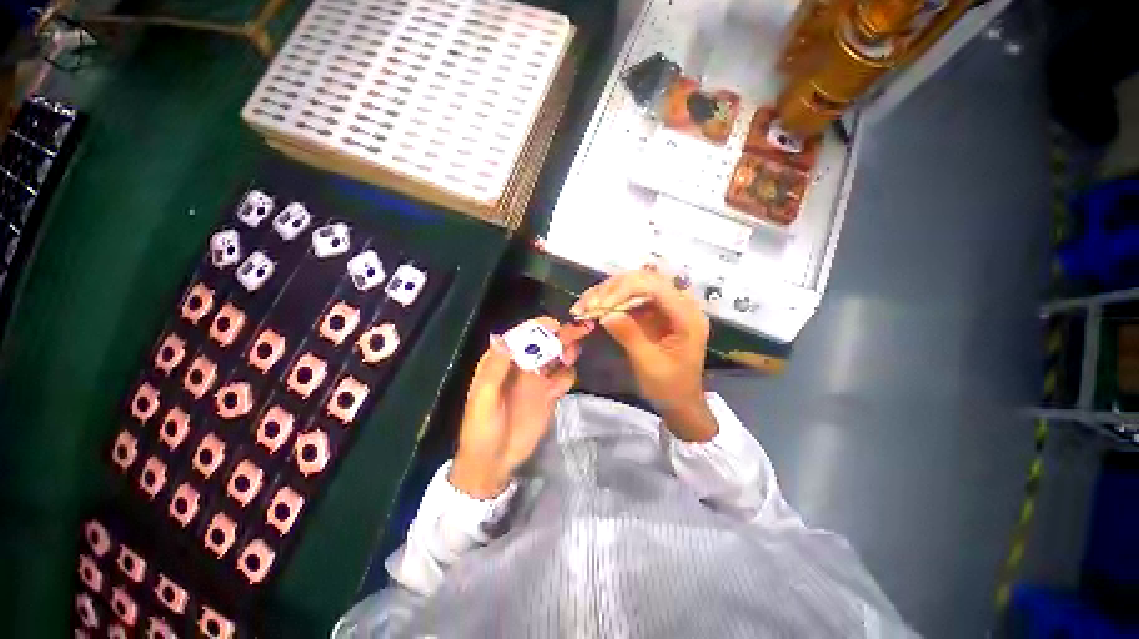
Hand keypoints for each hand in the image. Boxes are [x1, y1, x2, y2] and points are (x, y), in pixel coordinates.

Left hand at [449, 317, 588, 497]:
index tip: (555, 325)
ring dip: (567, 351)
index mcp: (502, 361)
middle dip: (561, 335)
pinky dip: (568, 375)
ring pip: (557, 357)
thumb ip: (494, 370)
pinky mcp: (549, 394)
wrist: (494, 462)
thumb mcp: (483, 399)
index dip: (538, 327)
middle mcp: (522, 365)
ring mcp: (537, 380)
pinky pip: (564, 378)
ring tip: (570, 355)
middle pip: (544, 343)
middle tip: (580, 330)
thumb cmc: (482, 429)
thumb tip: (502, 338)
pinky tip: (563, 383)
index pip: (521, 336)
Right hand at [571, 268, 717, 441]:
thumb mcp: (649, 364)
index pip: (656, 287)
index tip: (600, 305)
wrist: (680, 401)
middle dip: (611, 289)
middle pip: (643, 279)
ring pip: (633, 284)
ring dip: (606, 292)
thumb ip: (630, 336)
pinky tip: (592, 307)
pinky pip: (629, 297)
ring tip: (583, 306)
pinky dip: (609, 300)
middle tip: (586, 304)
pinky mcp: (652, 311)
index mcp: (687, 316)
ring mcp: (664, 305)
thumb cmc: (669, 387)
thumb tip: (605, 313)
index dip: (625, 289)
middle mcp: (679, 303)